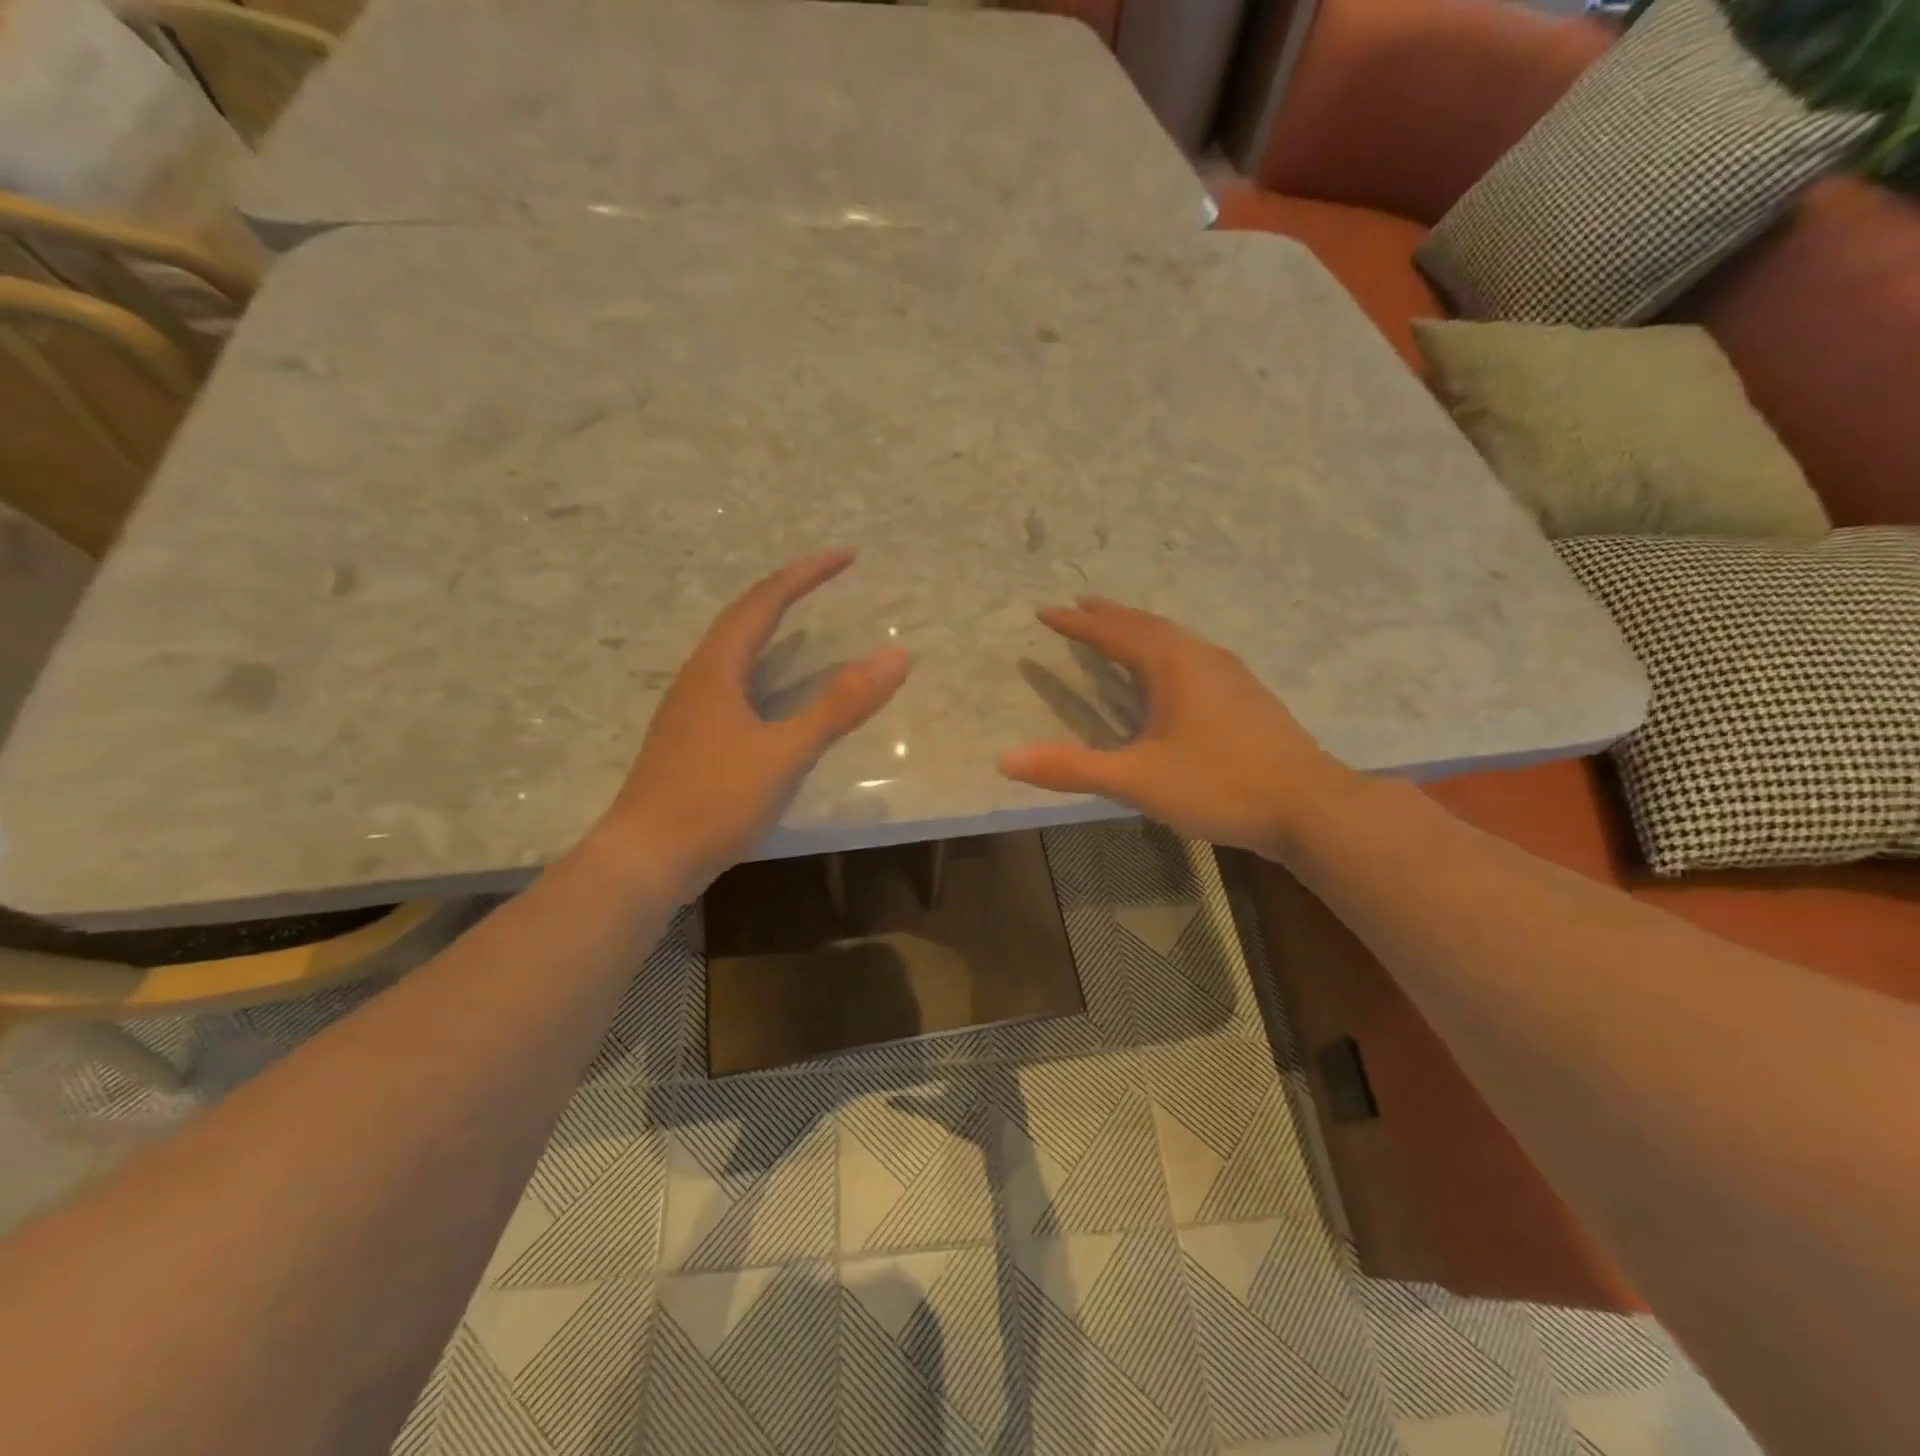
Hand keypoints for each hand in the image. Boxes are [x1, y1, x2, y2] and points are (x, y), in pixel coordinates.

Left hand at [581, 550, 909, 898]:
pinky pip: (729, 681)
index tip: (847, 555)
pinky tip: (769, 691)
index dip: (806, 575)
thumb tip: (896, 655)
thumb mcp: (787, 753)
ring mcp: (688, 710)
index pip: (764, 602)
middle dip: (787, 591)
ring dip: (767, 625)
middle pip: (742, 618)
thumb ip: (840, 706)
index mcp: (717, 670)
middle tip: (827, 579)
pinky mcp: (688, 739)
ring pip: (731, 650)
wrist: (645, 860)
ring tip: (800, 619)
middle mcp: (698, 678)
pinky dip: (759, 665)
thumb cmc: (715, 801)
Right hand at [998, 597, 1358, 859]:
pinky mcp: (1247, 696)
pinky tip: (1171, 673)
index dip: (1076, 623)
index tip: (1045, 610)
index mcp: (1172, 665)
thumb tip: (1005, 759)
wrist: (1310, 806)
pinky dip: (1165, 650)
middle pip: (1147, 625)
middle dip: (1109, 615)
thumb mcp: (1137, 780)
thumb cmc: (1219, 785)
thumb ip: (1072, 769)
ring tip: (1117, 631)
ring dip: (1140, 630)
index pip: (1113, 633)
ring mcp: (1231, 674)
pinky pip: (1193, 656)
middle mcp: (1201, 657)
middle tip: (1079, 605)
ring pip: (1175, 638)